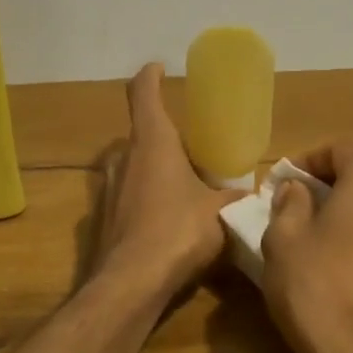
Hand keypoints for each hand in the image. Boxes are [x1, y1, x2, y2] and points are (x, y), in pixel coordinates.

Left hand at [92, 64, 245, 296]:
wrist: (130, 284)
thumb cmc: (178, 233)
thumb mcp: (220, 213)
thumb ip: (236, 198)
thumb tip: (253, 195)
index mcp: (152, 143)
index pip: (143, 93)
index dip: (150, 76)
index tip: (159, 68)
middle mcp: (124, 159)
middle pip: (138, 133)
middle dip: (161, 135)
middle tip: (189, 149)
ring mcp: (106, 190)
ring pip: (128, 166)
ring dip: (148, 168)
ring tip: (177, 184)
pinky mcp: (99, 219)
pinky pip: (122, 196)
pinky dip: (139, 199)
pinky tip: (160, 222)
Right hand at [261, 142, 352, 352]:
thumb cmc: (318, 286)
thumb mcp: (283, 238)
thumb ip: (289, 203)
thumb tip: (297, 191)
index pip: (339, 148)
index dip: (304, 161)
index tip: (279, 186)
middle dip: (326, 186)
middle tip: (292, 208)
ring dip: (344, 213)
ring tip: (310, 238)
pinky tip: (335, 267)